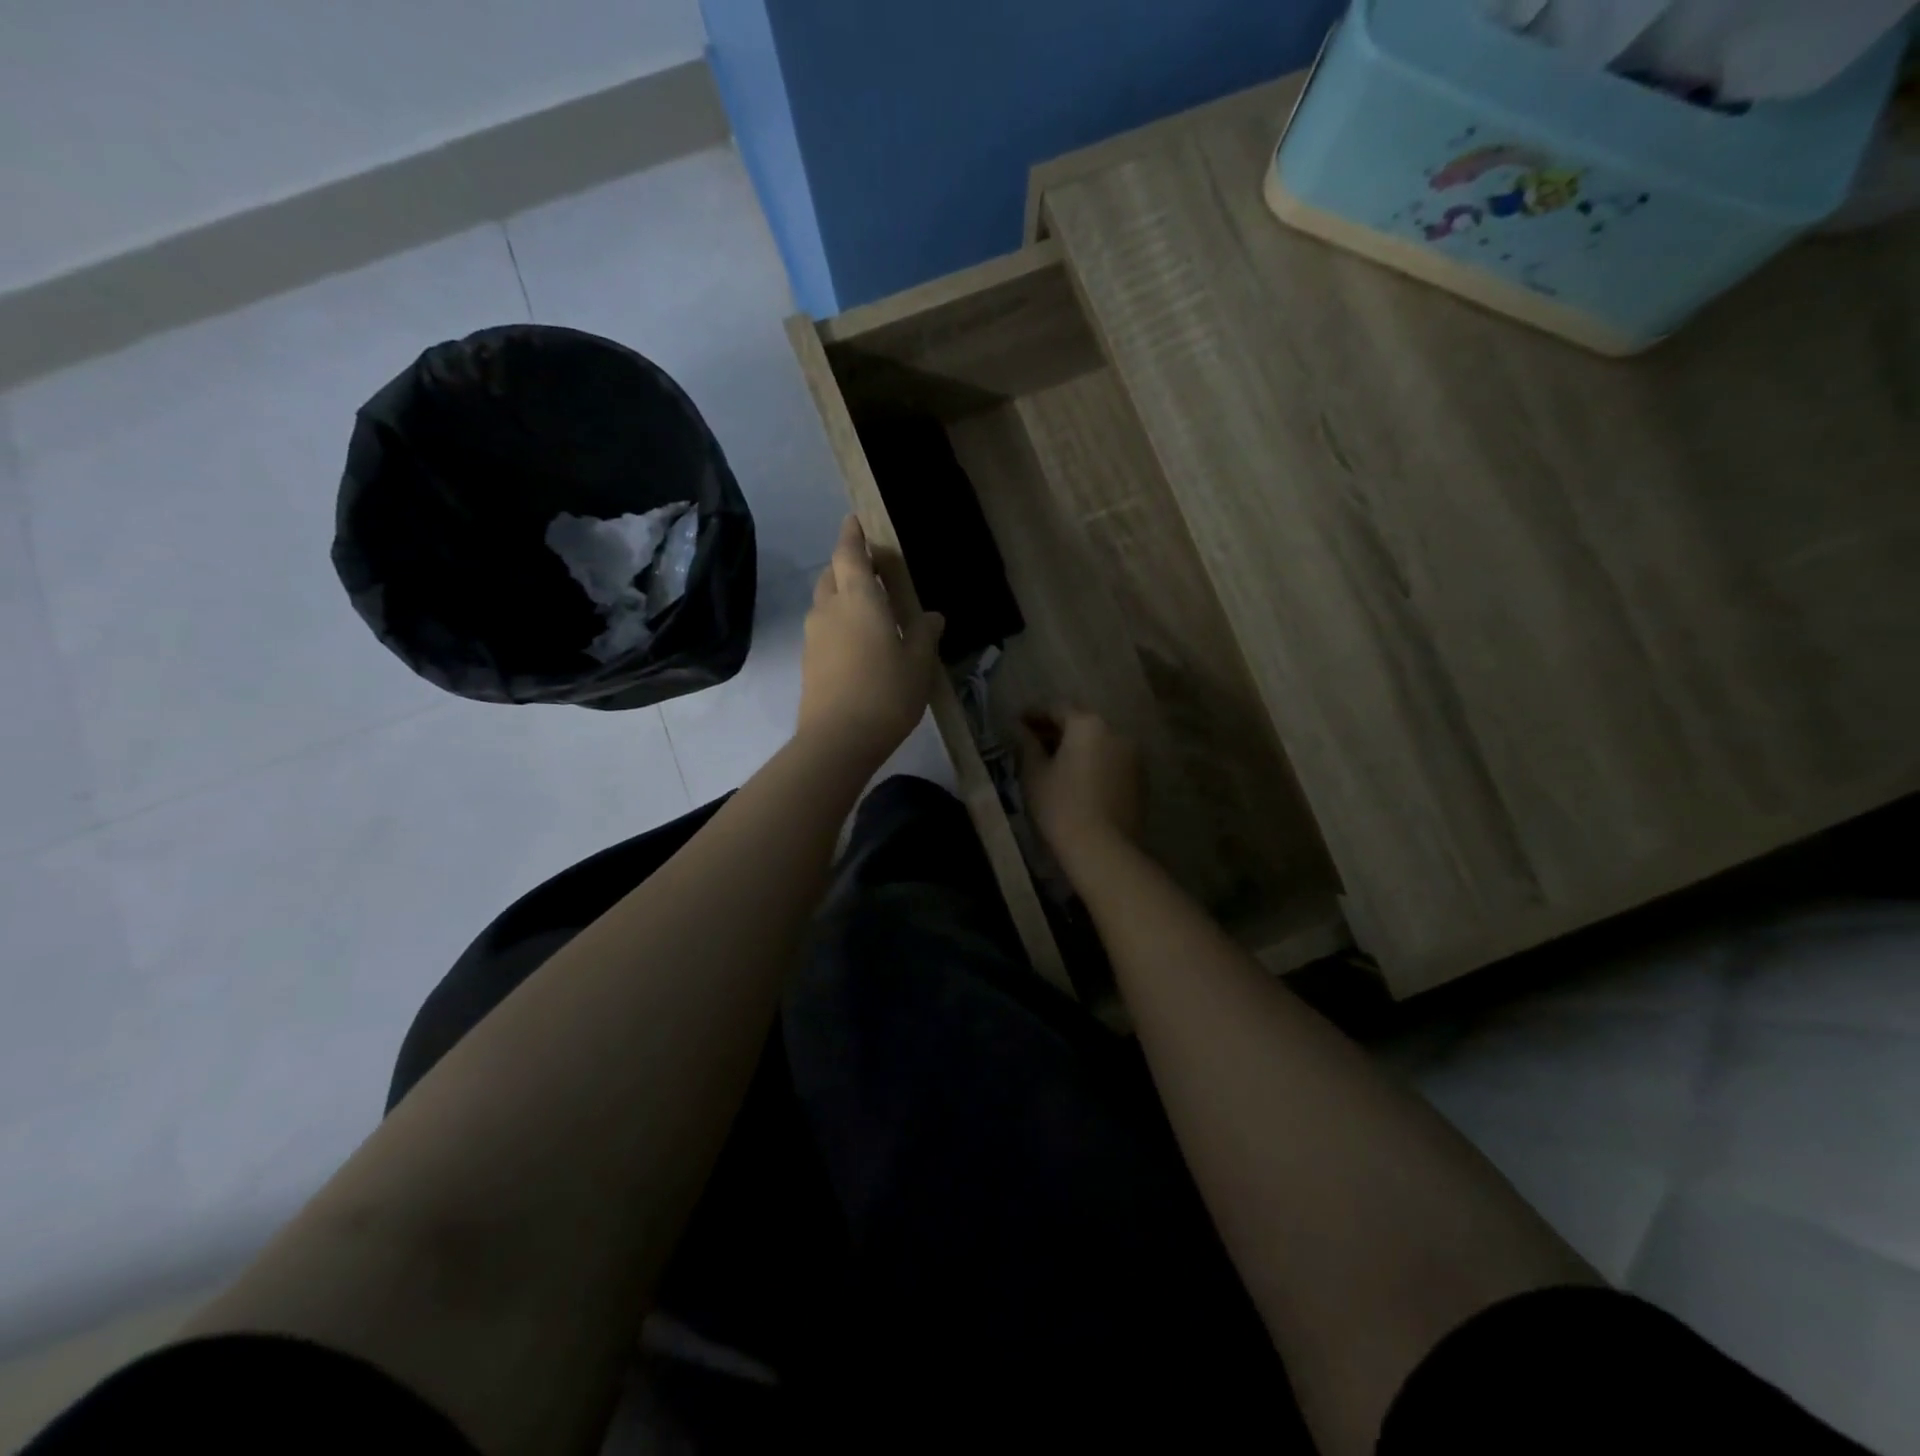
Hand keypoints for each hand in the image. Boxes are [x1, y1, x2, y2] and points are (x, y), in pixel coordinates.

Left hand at [797, 517, 944, 766]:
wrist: (838, 740)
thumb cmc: (886, 693)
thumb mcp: (919, 663)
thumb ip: (925, 634)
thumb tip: (932, 616)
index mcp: (859, 599)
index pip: (849, 553)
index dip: (852, 535)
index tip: (855, 521)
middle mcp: (830, 608)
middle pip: (832, 574)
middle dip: (848, 566)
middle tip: (872, 572)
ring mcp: (814, 635)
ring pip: (825, 601)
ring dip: (841, 596)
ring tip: (868, 610)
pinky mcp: (808, 660)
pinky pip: (823, 627)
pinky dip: (837, 622)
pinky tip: (858, 643)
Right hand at [1019, 709, 1144, 866]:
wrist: (1103, 850)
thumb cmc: (1061, 807)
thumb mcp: (1035, 774)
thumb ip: (1027, 745)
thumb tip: (1022, 730)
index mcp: (1088, 725)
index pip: (1057, 709)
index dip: (1035, 715)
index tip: (1018, 723)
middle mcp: (1115, 732)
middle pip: (1082, 723)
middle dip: (1057, 729)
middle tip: (1034, 741)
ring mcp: (1133, 756)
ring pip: (1099, 742)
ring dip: (1077, 746)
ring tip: (1054, 762)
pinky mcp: (1140, 779)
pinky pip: (1111, 760)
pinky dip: (1093, 762)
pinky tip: (1077, 779)